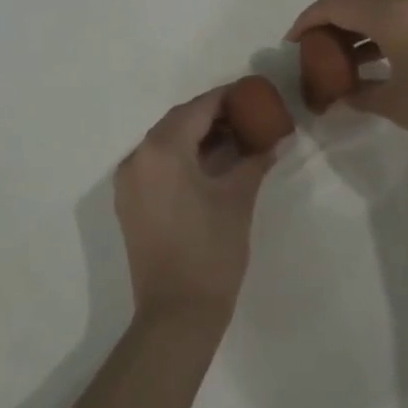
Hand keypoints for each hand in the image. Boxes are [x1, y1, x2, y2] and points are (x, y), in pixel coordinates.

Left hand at [113, 88, 275, 325]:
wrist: (176, 313)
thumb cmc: (211, 250)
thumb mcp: (238, 198)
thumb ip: (255, 160)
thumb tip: (278, 139)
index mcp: (162, 150)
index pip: (198, 108)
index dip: (227, 97)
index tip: (253, 94)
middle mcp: (137, 157)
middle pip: (178, 121)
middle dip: (212, 115)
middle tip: (247, 116)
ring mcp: (128, 181)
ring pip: (165, 142)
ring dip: (196, 135)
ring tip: (234, 139)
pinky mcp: (129, 202)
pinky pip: (155, 163)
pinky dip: (181, 156)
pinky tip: (210, 164)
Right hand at [286, 0, 407, 157]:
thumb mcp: (399, 105)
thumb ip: (361, 94)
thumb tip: (340, 95)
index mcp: (394, 14)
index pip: (335, 4)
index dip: (307, 20)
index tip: (292, 42)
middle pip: (356, 0)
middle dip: (329, 22)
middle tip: (313, 51)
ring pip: (381, 5)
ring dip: (357, 26)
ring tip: (342, 59)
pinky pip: (404, 12)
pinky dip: (382, 29)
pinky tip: (377, 58)